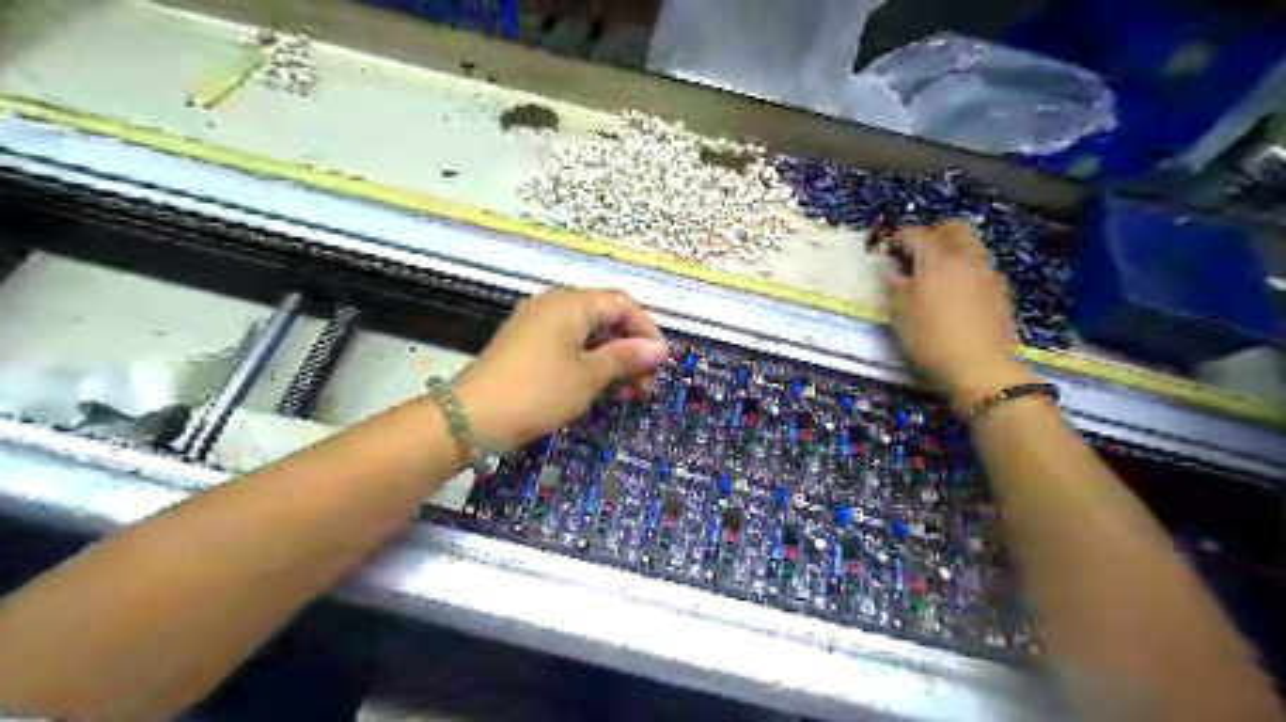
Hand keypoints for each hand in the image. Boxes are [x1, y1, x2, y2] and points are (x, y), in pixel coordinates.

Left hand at [450, 285, 667, 445]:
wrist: (472, 417)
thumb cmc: (538, 391)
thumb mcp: (589, 376)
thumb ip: (626, 357)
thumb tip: (660, 349)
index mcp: (571, 304)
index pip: (623, 304)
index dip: (647, 331)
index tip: (660, 364)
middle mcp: (554, 305)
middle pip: (606, 319)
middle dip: (631, 350)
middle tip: (646, 385)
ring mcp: (538, 325)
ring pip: (588, 336)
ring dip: (613, 361)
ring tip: (629, 394)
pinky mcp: (527, 346)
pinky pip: (569, 347)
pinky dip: (589, 365)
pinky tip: (602, 390)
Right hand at [884, 220, 1032, 411]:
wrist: (977, 367)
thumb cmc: (929, 339)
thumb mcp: (899, 315)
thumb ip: (894, 288)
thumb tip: (890, 274)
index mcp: (936, 261)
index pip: (917, 235)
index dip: (901, 238)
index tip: (890, 249)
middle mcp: (964, 259)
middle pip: (953, 230)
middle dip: (935, 234)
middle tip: (919, 251)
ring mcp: (986, 274)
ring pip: (972, 247)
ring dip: (954, 250)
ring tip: (938, 270)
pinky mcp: (1000, 291)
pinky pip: (982, 268)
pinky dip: (967, 270)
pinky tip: (958, 290)